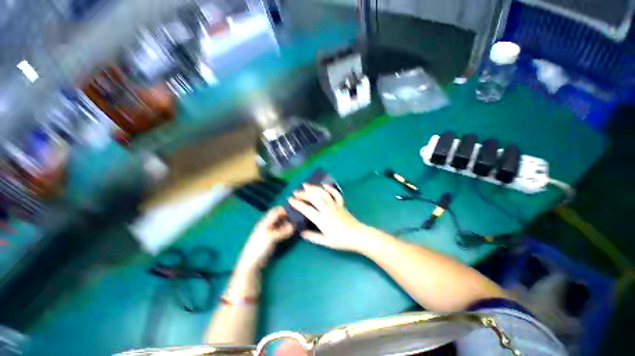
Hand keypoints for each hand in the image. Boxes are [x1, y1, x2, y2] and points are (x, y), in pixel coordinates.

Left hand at [236, 207, 293, 271]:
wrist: (251, 264)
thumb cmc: (259, 248)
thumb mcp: (271, 238)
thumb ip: (283, 231)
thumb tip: (293, 226)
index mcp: (265, 222)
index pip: (276, 211)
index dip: (284, 209)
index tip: (295, 210)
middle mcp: (267, 225)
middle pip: (279, 217)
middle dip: (287, 216)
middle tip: (298, 217)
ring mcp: (270, 232)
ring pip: (280, 224)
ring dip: (288, 223)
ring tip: (297, 224)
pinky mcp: (272, 239)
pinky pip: (281, 231)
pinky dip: (286, 230)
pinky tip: (292, 232)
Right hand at [288, 184, 364, 251]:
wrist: (358, 236)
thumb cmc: (341, 240)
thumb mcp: (326, 242)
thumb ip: (313, 236)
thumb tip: (302, 232)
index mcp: (322, 220)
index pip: (307, 209)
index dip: (298, 204)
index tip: (290, 200)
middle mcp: (327, 210)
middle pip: (314, 198)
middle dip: (303, 194)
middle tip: (295, 192)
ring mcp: (335, 205)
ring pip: (323, 193)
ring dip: (314, 188)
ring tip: (305, 185)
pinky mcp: (341, 204)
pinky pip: (335, 193)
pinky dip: (329, 188)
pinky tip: (324, 185)